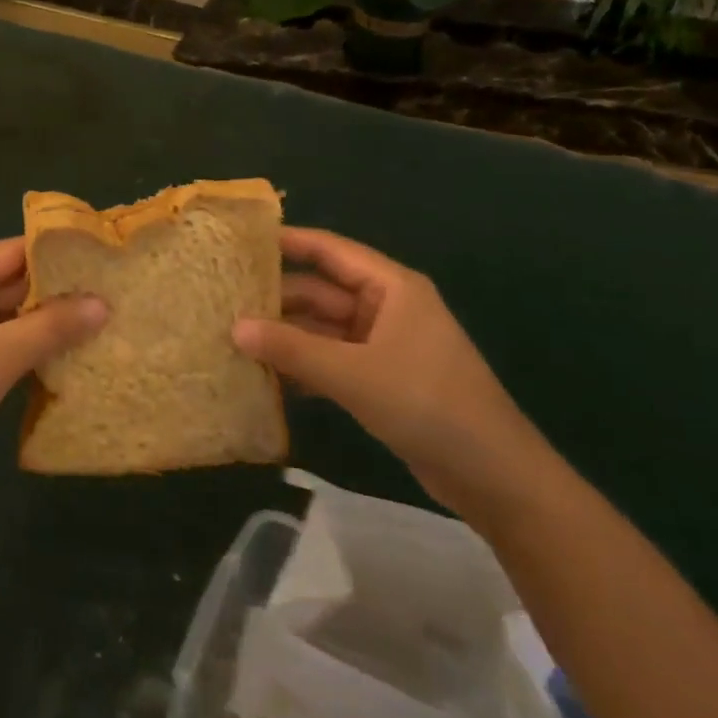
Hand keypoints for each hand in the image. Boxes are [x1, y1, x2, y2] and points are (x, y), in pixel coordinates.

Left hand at [0, 238, 106, 496]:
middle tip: (113, 295)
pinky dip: (32, 349)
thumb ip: (53, 326)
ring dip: (49, 324)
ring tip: (103, 324)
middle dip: (59, 293)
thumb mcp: (0, 354)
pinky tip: (71, 357)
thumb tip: (103, 303)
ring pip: (12, 316)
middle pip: (15, 282)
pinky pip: (4, 344)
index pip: (15, 250)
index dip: (59, 254)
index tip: (104, 260)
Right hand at [232, 227, 558, 522]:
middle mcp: (386, 307)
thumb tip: (235, 328)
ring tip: (232, 337)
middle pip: (321, 292)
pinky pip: (331, 360)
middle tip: (224, 299)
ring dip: (285, 336)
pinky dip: (303, 365)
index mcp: (391, 287)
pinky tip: (265, 377)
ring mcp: (383, 345)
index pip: (330, 251)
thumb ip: (293, 350)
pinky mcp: (380, 379)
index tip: (241, 241)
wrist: (493, 476)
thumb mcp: (354, 374)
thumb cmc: (427, 404)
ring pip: (323, 329)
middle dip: (277, 298)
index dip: (288, 242)